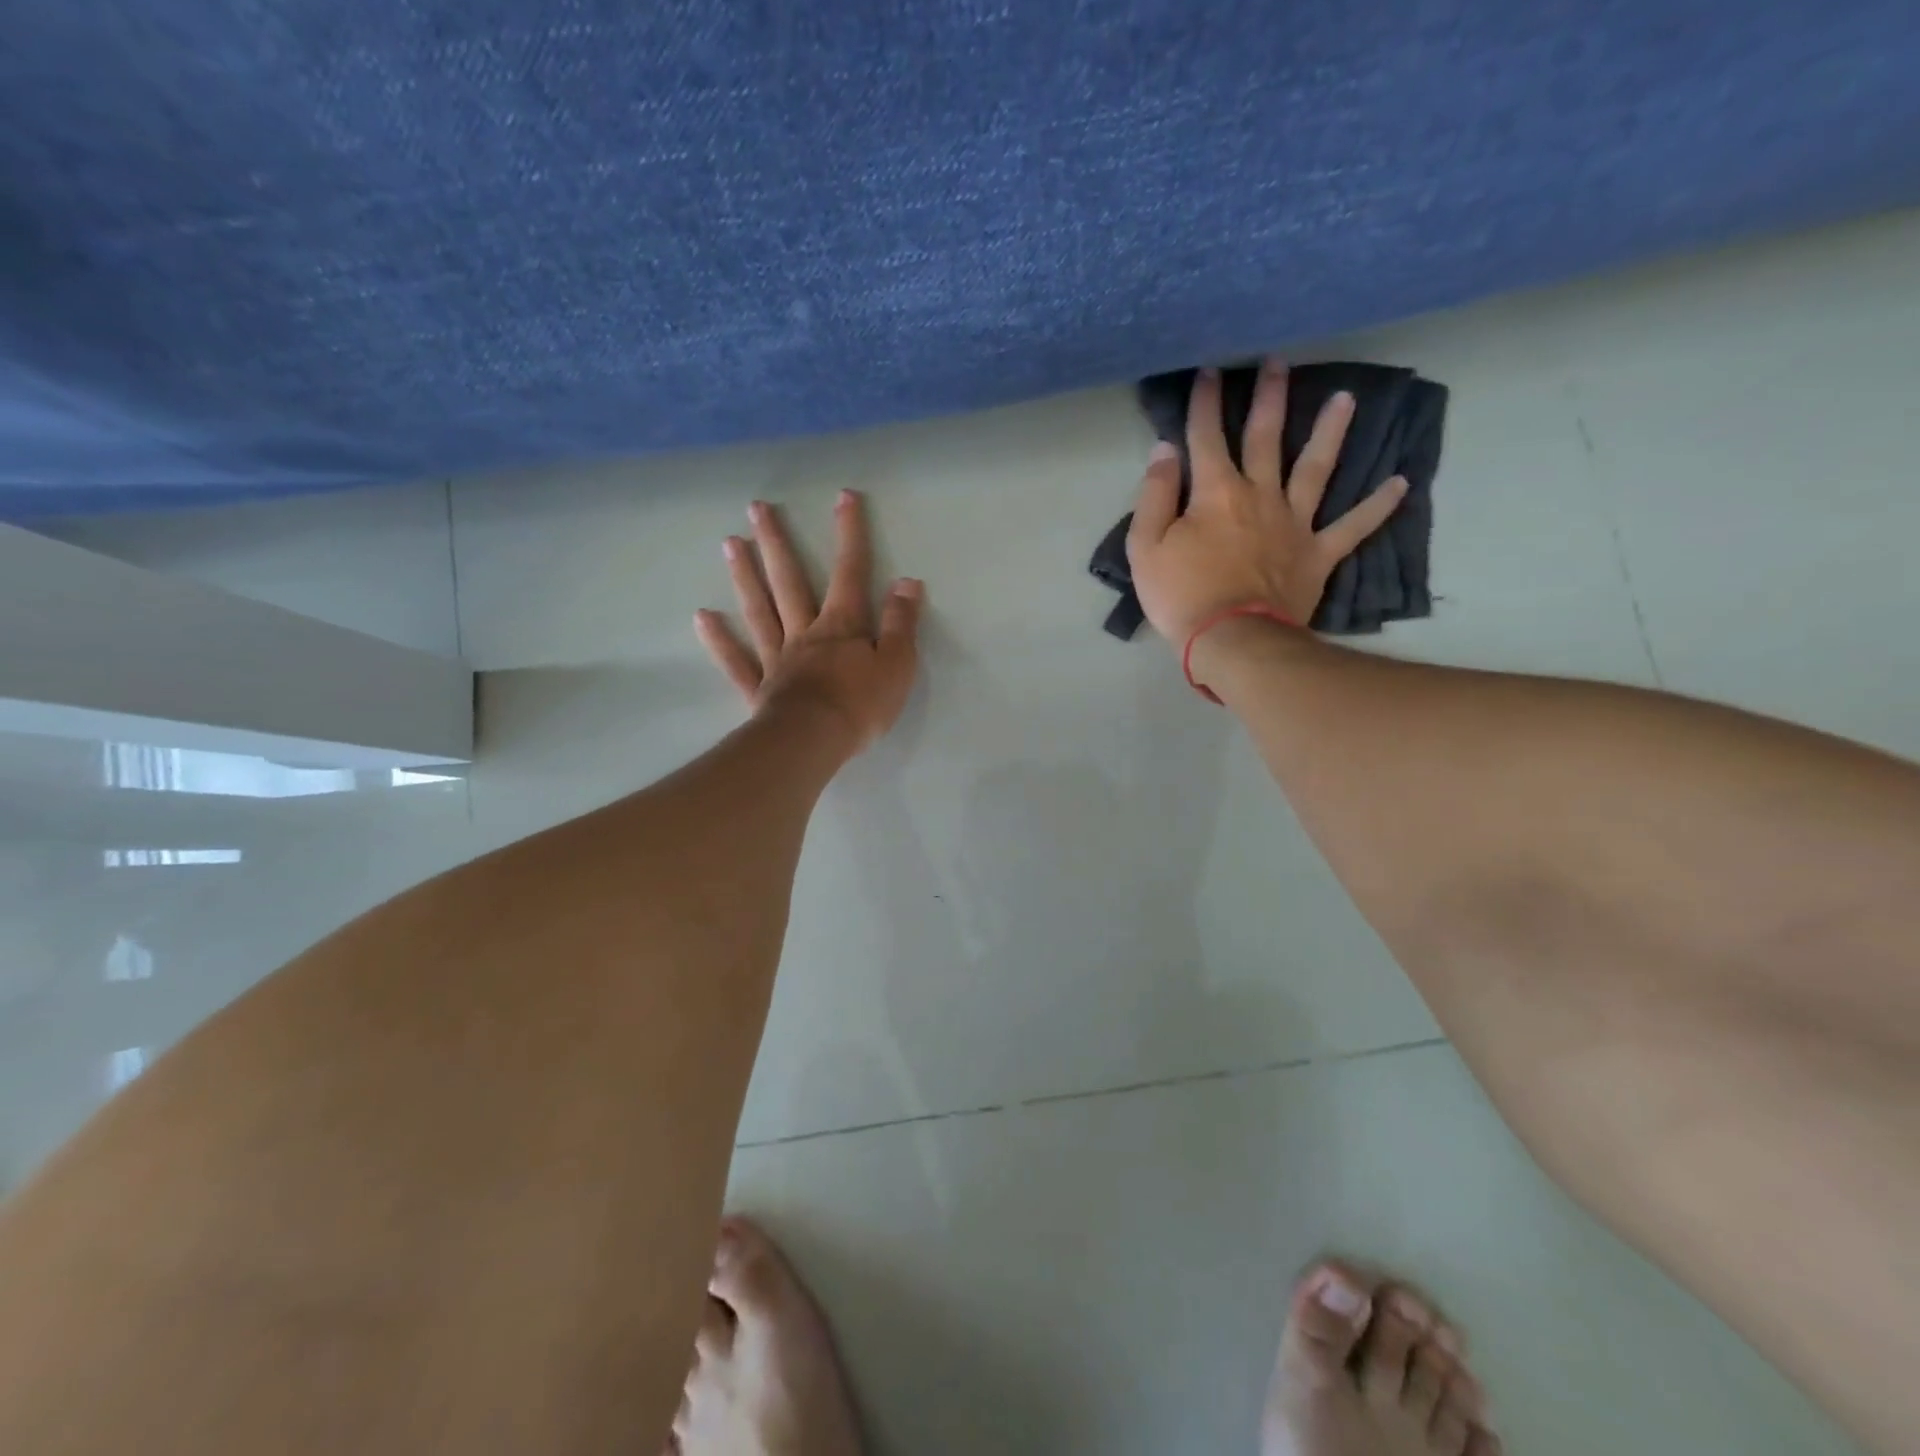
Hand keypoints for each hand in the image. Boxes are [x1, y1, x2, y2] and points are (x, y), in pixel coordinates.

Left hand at [696, 490, 922, 754]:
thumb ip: (900, 623)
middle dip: (777, 543)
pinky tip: (703, 616)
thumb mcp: (897, 664)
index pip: (850, 572)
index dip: (849, 534)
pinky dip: (719, 640)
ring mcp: (778, 659)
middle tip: (756, 508)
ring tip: (730, 542)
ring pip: (759, 611)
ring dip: (745, 576)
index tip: (843, 497)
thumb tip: (906, 582)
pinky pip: (737, 661)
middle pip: (789, 582)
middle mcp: (805, 633)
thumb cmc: (861, 705)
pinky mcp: (760, 689)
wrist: (814, 742)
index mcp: (842, 626)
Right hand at [1126, 360, 1407, 645]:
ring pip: (1316, 469)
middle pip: (1266, 438)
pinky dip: (1377, 506)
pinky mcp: (1317, 555)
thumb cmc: (1182, 596)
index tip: (1209, 371)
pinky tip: (1400, 483)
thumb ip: (1155, 495)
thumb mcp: (1146, 548)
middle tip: (1277, 362)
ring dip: (1331, 432)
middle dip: (1269, 398)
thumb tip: (1165, 450)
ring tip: (1346, 398)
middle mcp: (1260, 495)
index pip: (1206, 437)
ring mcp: (1295, 523)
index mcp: (1216, 492)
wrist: (1232, 640)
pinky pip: (1352, 527)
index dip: (1205, 402)